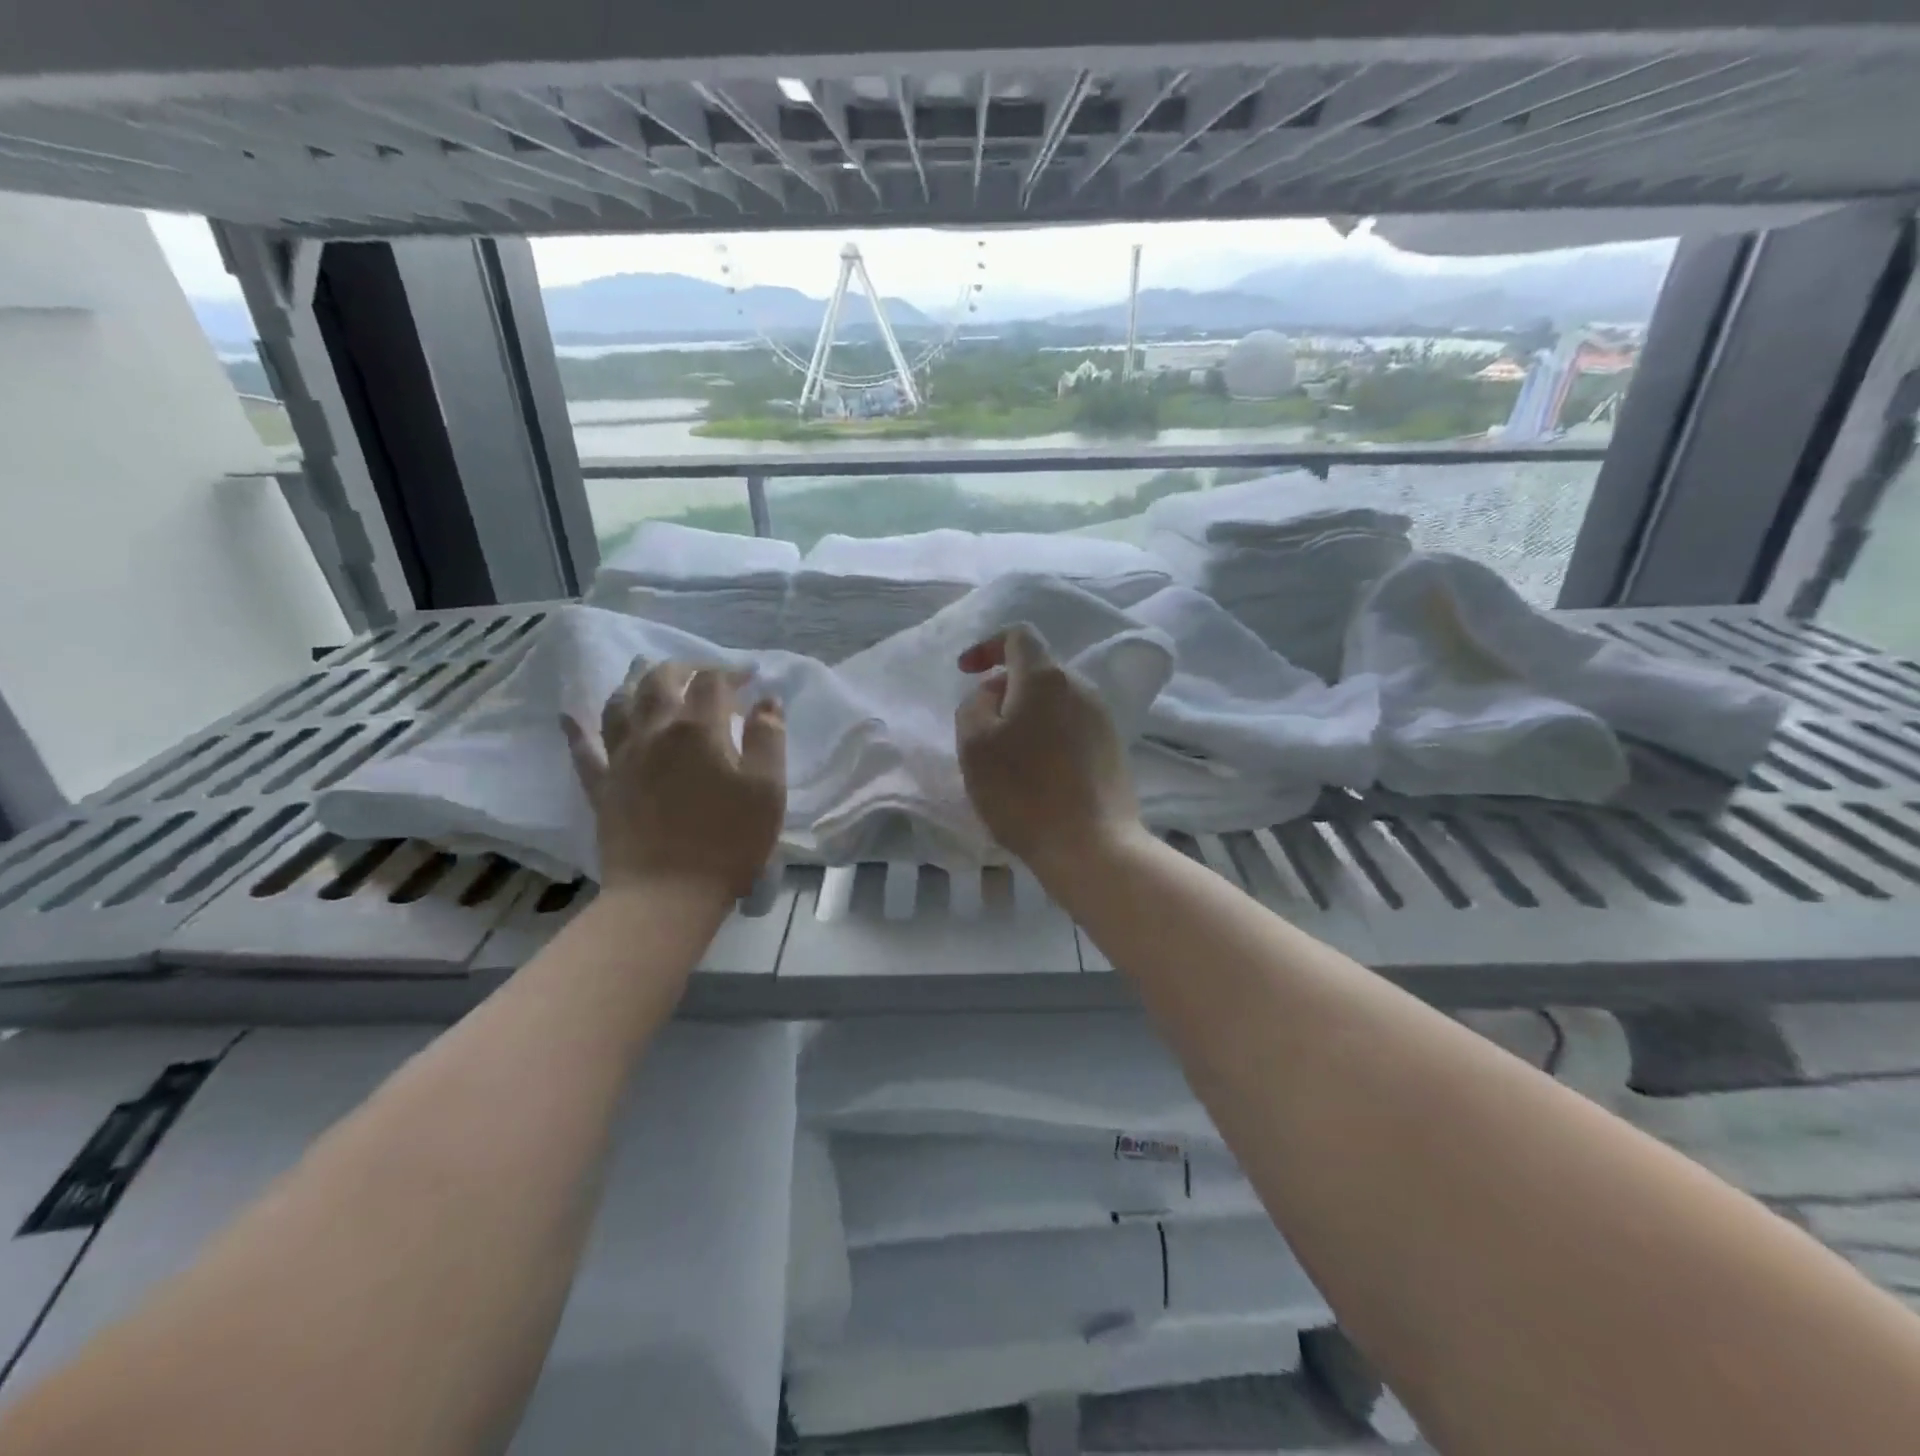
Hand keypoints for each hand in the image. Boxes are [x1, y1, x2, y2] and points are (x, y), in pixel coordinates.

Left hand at [563, 661, 785, 899]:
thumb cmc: (728, 841)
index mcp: (698, 729)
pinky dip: (575, 730)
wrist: (667, 895)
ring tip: (644, 677)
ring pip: (619, 705)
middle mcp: (655, 732)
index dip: (732, 673)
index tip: (749, 679)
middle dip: (682, 669)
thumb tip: (767, 701)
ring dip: (633, 684)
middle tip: (702, 674)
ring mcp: (622, 758)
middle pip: (660, 681)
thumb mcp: (767, 789)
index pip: (712, 683)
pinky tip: (568, 717)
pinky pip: (583, 751)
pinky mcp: (602, 787)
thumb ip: (768, 739)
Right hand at [955, 624, 1142, 875]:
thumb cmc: (1023, 791)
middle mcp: (1081, 687)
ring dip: (1027, 716)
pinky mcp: (1113, 748)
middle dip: (1005, 690)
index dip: (987, 646)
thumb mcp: (974, 744)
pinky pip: (1071, 726)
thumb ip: (975, 704)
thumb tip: (994, 693)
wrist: (1090, 845)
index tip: (966, 673)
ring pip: (1054, 701)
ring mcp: (1102, 718)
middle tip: (982, 729)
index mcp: (1046, 678)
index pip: (1018, 636)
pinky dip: (1048, 736)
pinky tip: (1038, 774)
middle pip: (1037, 671)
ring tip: (1008, 757)